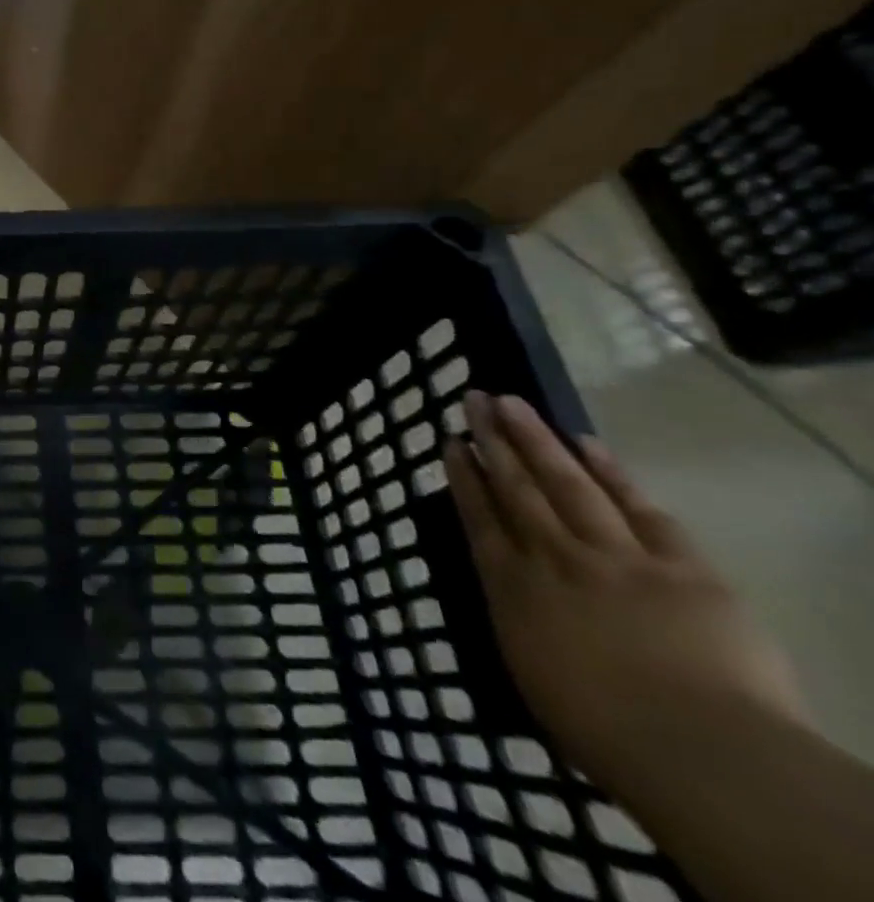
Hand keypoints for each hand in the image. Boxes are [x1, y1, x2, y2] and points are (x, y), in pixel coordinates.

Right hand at [445, 391, 808, 794]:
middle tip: (475, 399)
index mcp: (512, 587)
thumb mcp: (531, 671)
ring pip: (567, 484)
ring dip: (537, 440)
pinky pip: (641, 509)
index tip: (452, 442)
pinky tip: (588, 444)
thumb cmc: (602, 730)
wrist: (700, 752)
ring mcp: (617, 557)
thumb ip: (519, 619)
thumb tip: (512, 592)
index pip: (479, 517)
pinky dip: (612, 474)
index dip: (464, 476)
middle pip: (517, 487)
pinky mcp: (682, 568)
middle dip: (493, 440)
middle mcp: (553, 557)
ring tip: (513, 402)